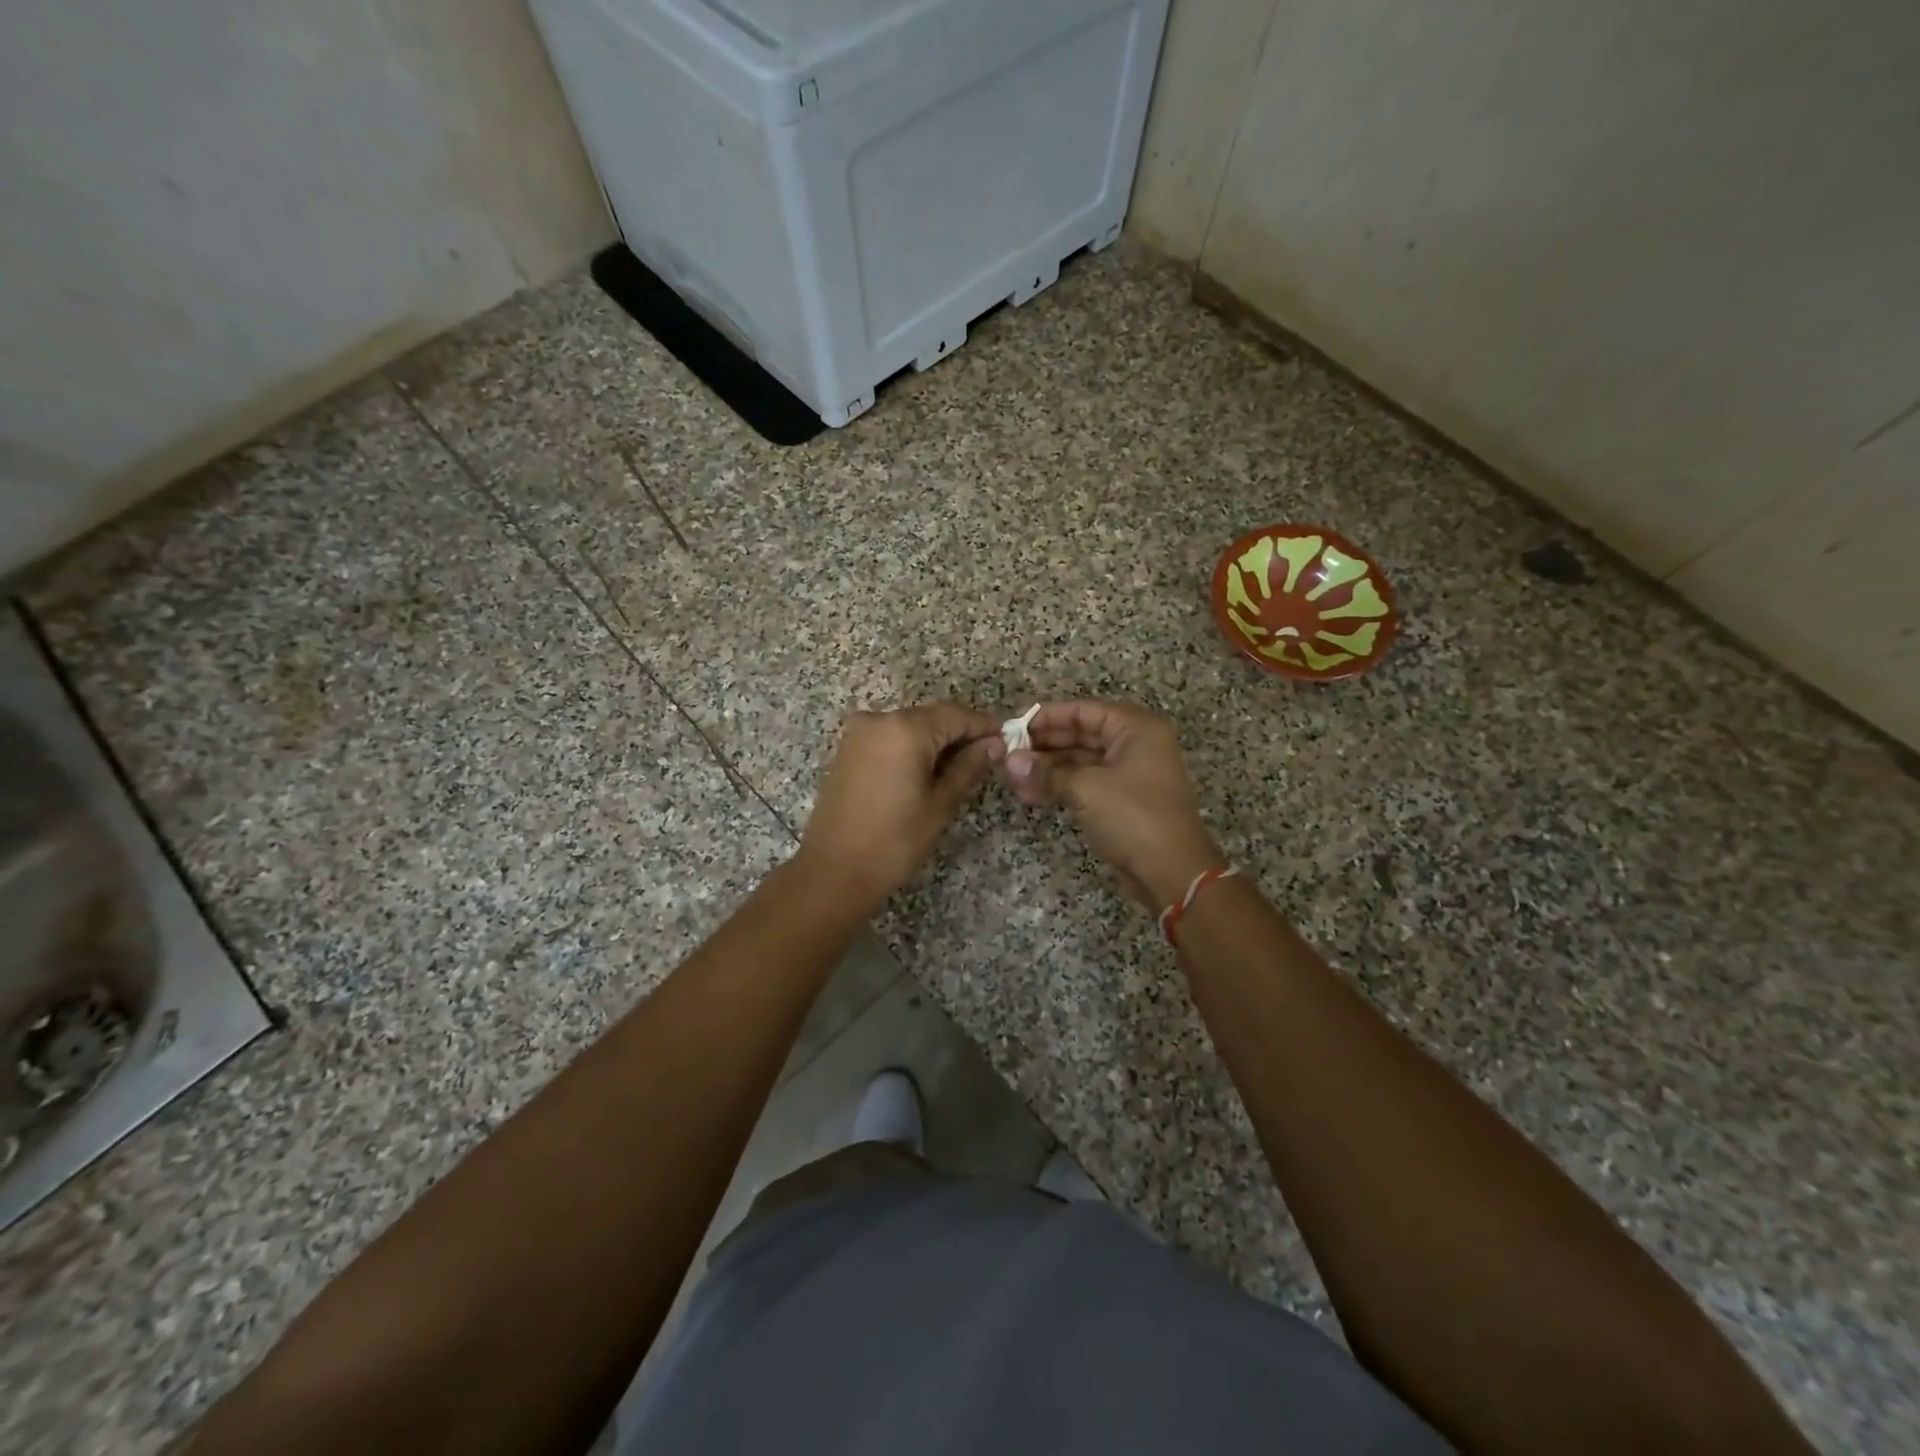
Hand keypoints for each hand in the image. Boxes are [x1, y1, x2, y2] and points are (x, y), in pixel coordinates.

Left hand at [794, 703, 1000, 913]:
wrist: (834, 871)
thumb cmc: (895, 841)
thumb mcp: (940, 804)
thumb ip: (968, 767)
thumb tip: (993, 744)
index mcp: (905, 728)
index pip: (956, 715)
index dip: (984, 726)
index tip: (1007, 740)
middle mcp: (879, 719)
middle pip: (932, 717)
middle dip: (960, 734)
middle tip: (988, 758)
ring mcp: (859, 733)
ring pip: (910, 726)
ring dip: (936, 741)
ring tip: (960, 769)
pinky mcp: (847, 750)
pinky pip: (889, 738)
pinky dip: (911, 748)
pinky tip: (926, 772)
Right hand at [1000, 701, 1224, 909]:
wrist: (1172, 872)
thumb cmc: (1134, 816)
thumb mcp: (1086, 788)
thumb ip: (1046, 772)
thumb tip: (1009, 762)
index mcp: (1135, 728)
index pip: (1083, 710)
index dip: (1046, 715)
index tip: (1012, 724)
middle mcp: (1134, 745)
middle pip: (1080, 734)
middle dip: (1043, 744)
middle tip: (1006, 751)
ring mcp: (1128, 775)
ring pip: (1079, 761)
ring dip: (1046, 768)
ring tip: (1010, 776)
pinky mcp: (1120, 802)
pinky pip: (1084, 784)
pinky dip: (1058, 786)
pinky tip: (1028, 793)